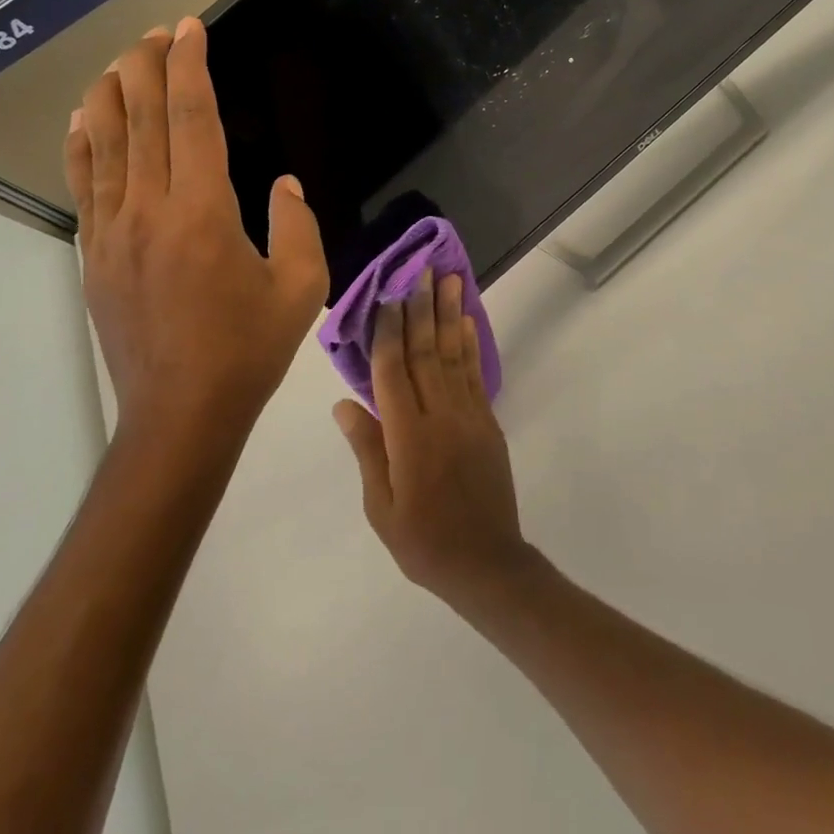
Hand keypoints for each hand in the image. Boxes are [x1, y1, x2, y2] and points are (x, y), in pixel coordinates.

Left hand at [64, 19, 328, 442]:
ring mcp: (113, 231)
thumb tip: (282, 186)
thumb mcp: (301, 286)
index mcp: (203, 211)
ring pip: (104, 145)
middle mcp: (150, 209)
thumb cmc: (248, 348)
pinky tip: (82, 121)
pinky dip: (82, 145)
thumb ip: (298, 226)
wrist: (181, 412)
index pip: (192, 119)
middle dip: (146, 67)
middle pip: (141, 119)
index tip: (189, 30)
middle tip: (156, 34)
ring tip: (118, 61)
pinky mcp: (94, 255)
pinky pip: (84, 186)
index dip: (189, 67)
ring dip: (110, 95)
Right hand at [334, 271, 534, 607]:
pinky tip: (466, 321)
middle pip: (426, 352)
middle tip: (420, 269)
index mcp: (408, 437)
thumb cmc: (423, 541)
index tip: (386, 294)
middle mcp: (440, 416)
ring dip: (449, 314)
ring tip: (449, 279)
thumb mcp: (381, 507)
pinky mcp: (487, 421)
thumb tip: (345, 402)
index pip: (393, 371)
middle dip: (421, 308)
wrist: (486, 563)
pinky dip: (471, 344)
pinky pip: (475, 374)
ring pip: (454, 354)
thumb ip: (367, 450)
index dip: (387, 331)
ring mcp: (468, 416)